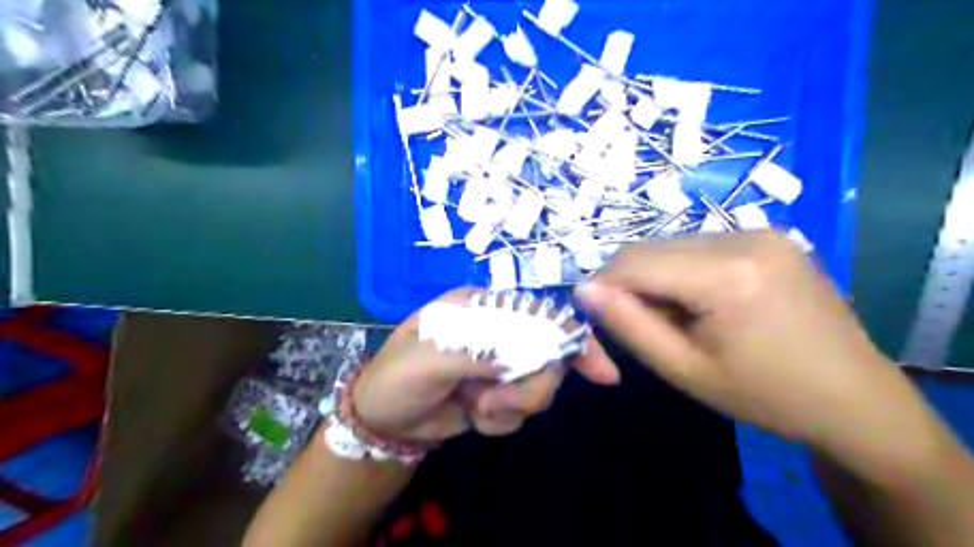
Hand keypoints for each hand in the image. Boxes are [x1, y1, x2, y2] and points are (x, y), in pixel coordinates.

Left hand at [354, 288, 619, 441]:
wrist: (382, 421)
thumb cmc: (397, 377)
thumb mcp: (429, 360)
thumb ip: (478, 352)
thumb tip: (524, 356)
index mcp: (482, 309)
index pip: (538, 314)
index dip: (571, 339)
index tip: (602, 372)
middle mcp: (497, 333)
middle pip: (547, 356)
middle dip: (530, 387)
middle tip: (496, 402)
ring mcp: (499, 366)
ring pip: (538, 388)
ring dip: (512, 406)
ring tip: (478, 409)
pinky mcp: (498, 395)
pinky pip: (520, 412)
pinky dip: (500, 421)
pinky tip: (474, 417)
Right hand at [572, 230, 922, 448]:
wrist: (855, 399)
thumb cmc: (765, 395)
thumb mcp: (684, 370)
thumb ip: (628, 325)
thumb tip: (583, 289)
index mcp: (727, 274)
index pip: (633, 261)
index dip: (602, 286)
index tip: (593, 318)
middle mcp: (744, 237)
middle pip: (651, 248)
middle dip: (628, 283)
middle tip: (638, 325)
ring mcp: (761, 232)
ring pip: (671, 245)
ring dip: (655, 277)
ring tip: (676, 319)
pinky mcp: (769, 237)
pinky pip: (699, 246)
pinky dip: (682, 271)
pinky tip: (702, 303)